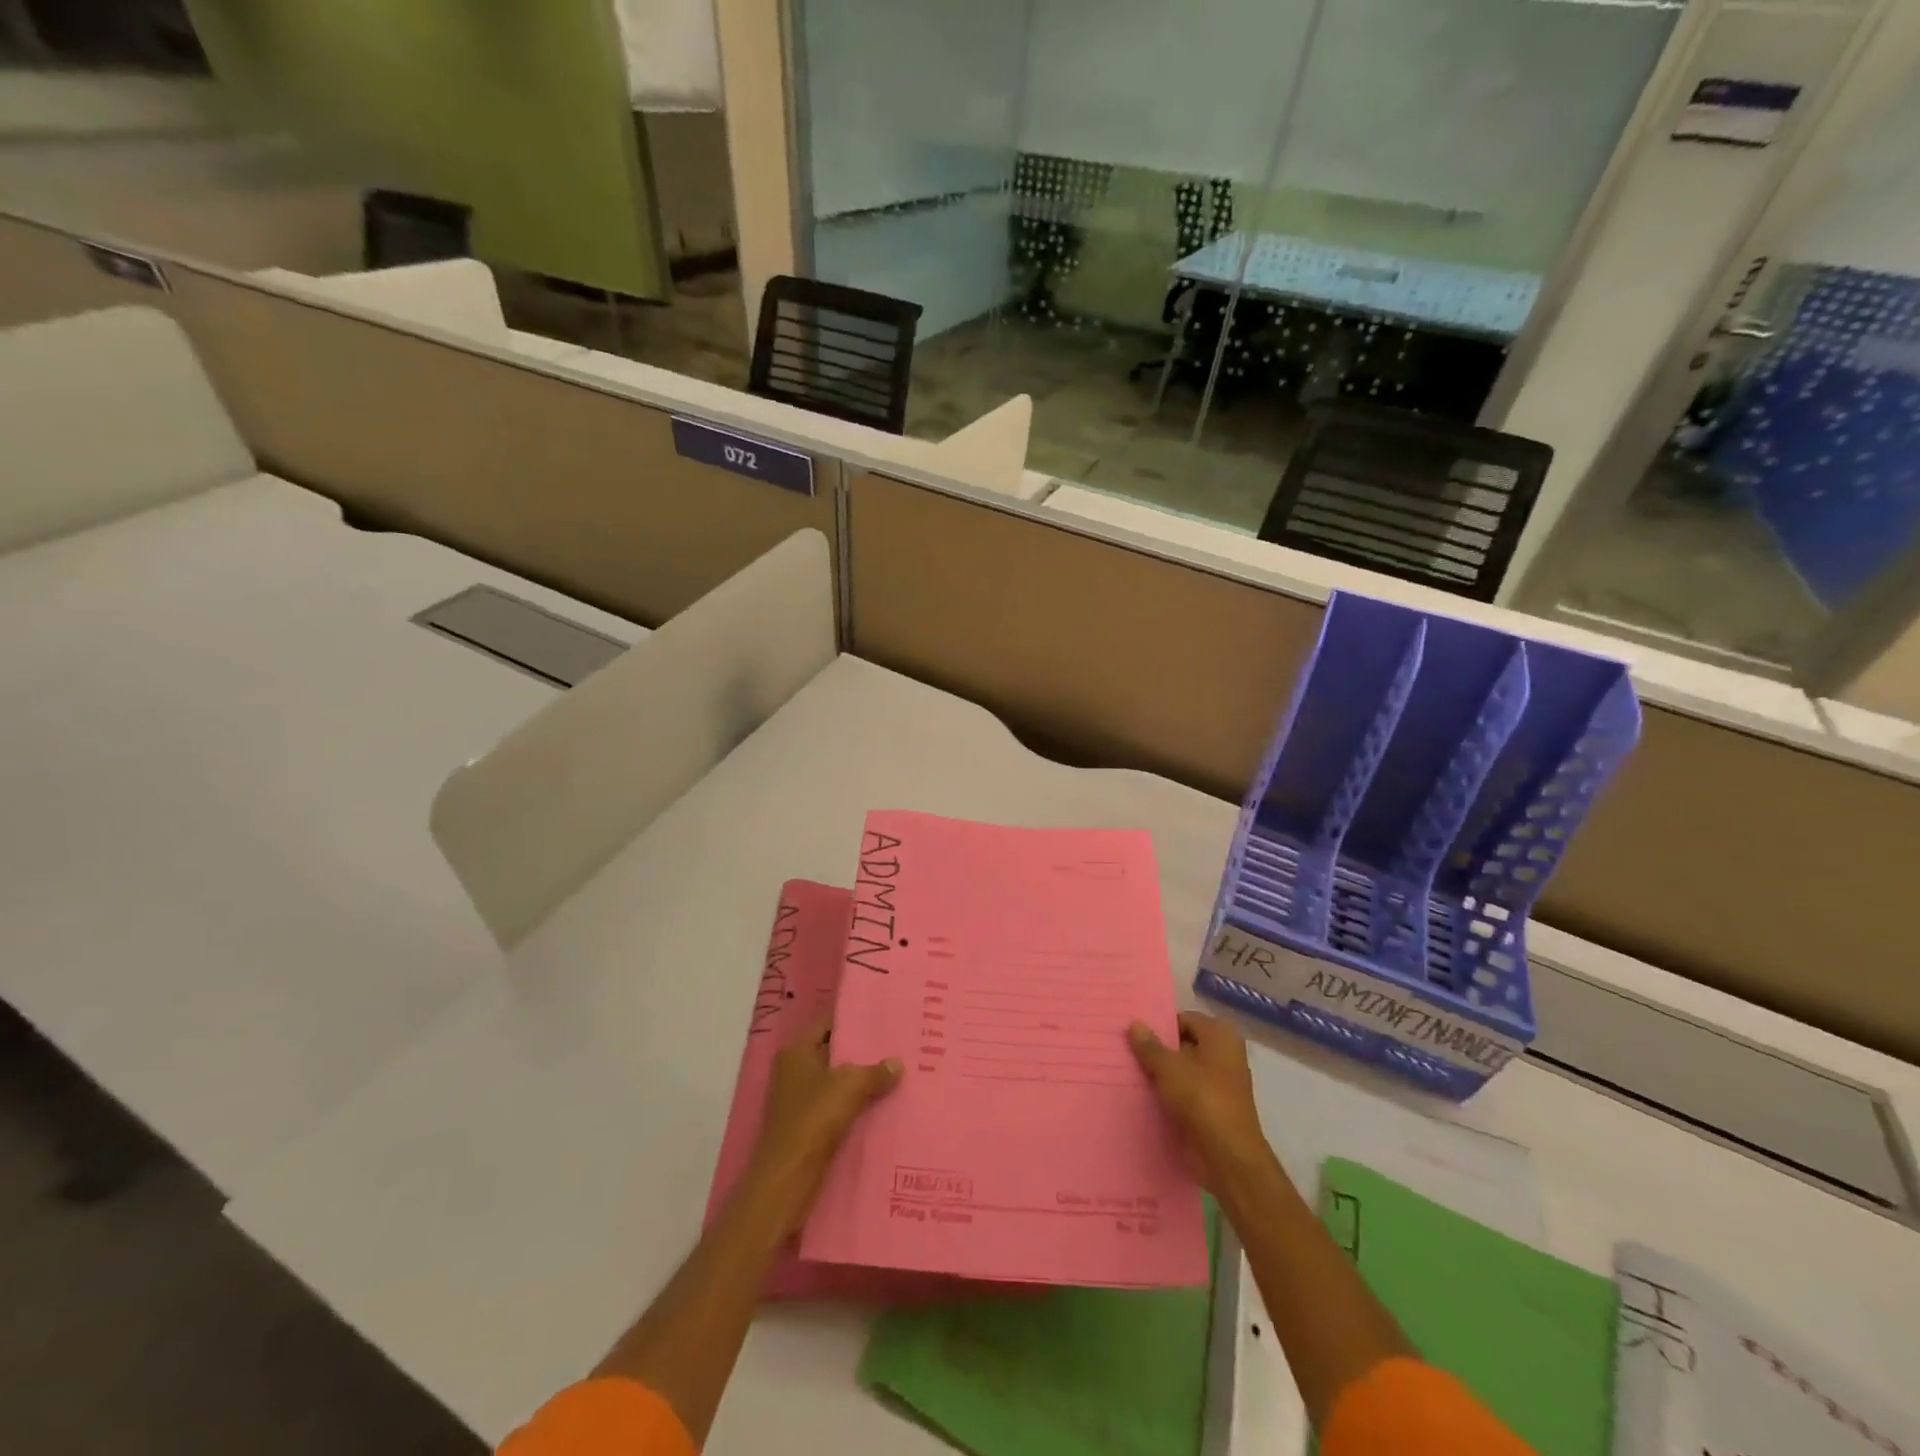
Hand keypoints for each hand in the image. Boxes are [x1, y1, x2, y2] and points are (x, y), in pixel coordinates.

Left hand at [744, 1016, 900, 1229]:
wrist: (786, 1181)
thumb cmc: (812, 1120)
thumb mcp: (849, 1087)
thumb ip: (875, 1072)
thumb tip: (897, 1063)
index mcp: (796, 1052)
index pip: (827, 1023)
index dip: (853, 1018)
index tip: (883, 1016)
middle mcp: (794, 1071)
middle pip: (834, 1052)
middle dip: (863, 1051)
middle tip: (898, 1044)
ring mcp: (800, 1101)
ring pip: (838, 1082)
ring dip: (862, 1081)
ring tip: (898, 1072)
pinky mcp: (808, 1128)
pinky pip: (838, 1107)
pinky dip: (857, 1106)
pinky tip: (884, 1104)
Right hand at [1128, 1013, 1272, 1194]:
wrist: (1227, 1157)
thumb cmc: (1201, 1098)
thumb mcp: (1168, 1067)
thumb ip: (1149, 1045)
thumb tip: (1134, 1024)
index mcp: (1220, 1036)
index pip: (1183, 1019)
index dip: (1159, 1025)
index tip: (1133, 1032)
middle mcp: (1224, 1055)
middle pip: (1183, 1044)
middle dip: (1157, 1049)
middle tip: (1125, 1049)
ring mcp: (1220, 1084)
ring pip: (1183, 1070)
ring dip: (1160, 1073)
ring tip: (1128, 1070)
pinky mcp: (1212, 1109)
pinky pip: (1185, 1092)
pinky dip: (1168, 1093)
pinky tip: (1142, 1094)